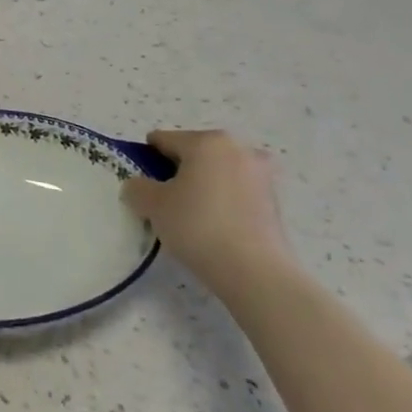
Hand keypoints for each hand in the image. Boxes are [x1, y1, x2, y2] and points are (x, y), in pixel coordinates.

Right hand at [121, 130, 289, 298]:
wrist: (254, 270)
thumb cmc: (197, 225)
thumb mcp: (152, 204)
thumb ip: (137, 187)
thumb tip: (139, 186)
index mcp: (207, 141)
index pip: (164, 140)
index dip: (146, 158)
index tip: (139, 182)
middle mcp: (238, 149)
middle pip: (194, 154)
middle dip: (176, 172)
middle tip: (163, 200)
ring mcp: (261, 175)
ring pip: (216, 173)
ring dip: (201, 186)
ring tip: (188, 216)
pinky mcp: (274, 201)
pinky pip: (235, 193)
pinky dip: (220, 202)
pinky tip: (211, 226)